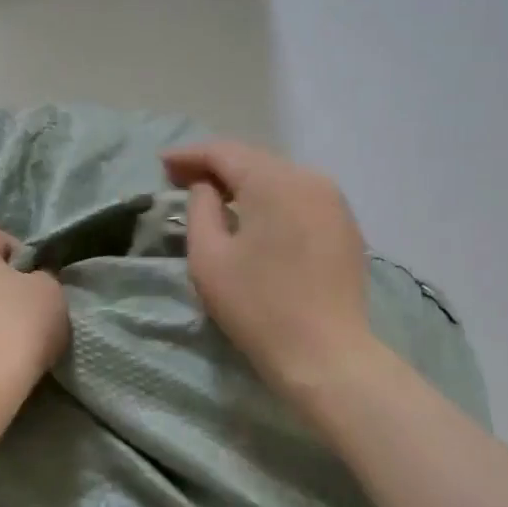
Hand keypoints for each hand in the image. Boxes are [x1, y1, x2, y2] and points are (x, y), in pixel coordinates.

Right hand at [162, 140, 374, 399]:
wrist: (325, 354)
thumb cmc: (257, 307)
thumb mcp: (209, 257)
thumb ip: (200, 208)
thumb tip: (207, 187)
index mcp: (274, 181)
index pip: (224, 152)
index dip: (189, 155)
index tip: (161, 163)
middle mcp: (310, 178)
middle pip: (254, 160)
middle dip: (216, 167)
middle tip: (181, 178)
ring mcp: (334, 201)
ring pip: (279, 178)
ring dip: (245, 183)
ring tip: (214, 195)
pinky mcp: (345, 226)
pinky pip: (299, 199)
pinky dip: (271, 200)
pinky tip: (255, 216)